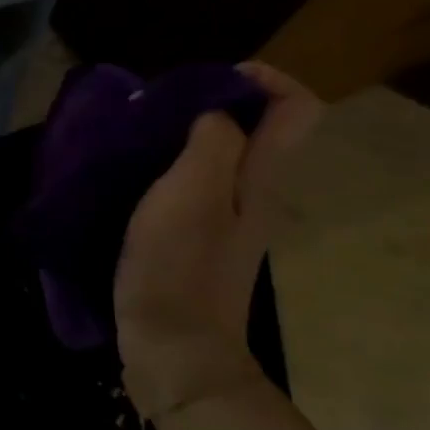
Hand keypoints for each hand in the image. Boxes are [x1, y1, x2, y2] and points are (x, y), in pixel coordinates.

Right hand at [114, 62, 320, 418]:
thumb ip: (212, 142)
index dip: (264, 78)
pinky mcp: (198, 240)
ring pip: (221, 155)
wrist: (174, 351)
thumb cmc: (180, 268)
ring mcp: (227, 220)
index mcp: (260, 178)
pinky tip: (132, 178)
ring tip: (137, 138)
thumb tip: (216, 111)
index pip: (297, 108)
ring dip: (184, 135)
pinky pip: (194, 184)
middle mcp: (254, 193)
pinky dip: (169, 168)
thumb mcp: (193, 194)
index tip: (210, 80)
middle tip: (158, 109)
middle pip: (256, 128)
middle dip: (213, 103)